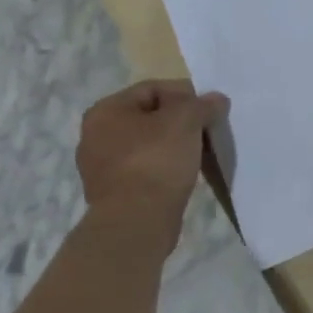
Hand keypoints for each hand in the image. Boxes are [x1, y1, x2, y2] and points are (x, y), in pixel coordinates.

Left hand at [75, 80, 229, 253]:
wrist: (136, 224)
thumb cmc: (156, 161)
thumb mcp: (186, 120)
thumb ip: (203, 104)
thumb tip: (216, 100)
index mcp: (105, 110)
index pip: (153, 89)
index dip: (185, 94)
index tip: (208, 110)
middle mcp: (95, 135)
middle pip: (150, 117)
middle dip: (180, 122)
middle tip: (206, 131)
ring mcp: (101, 167)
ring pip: (148, 144)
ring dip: (174, 146)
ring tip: (199, 154)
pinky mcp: (113, 194)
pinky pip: (145, 169)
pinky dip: (164, 168)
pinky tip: (183, 174)